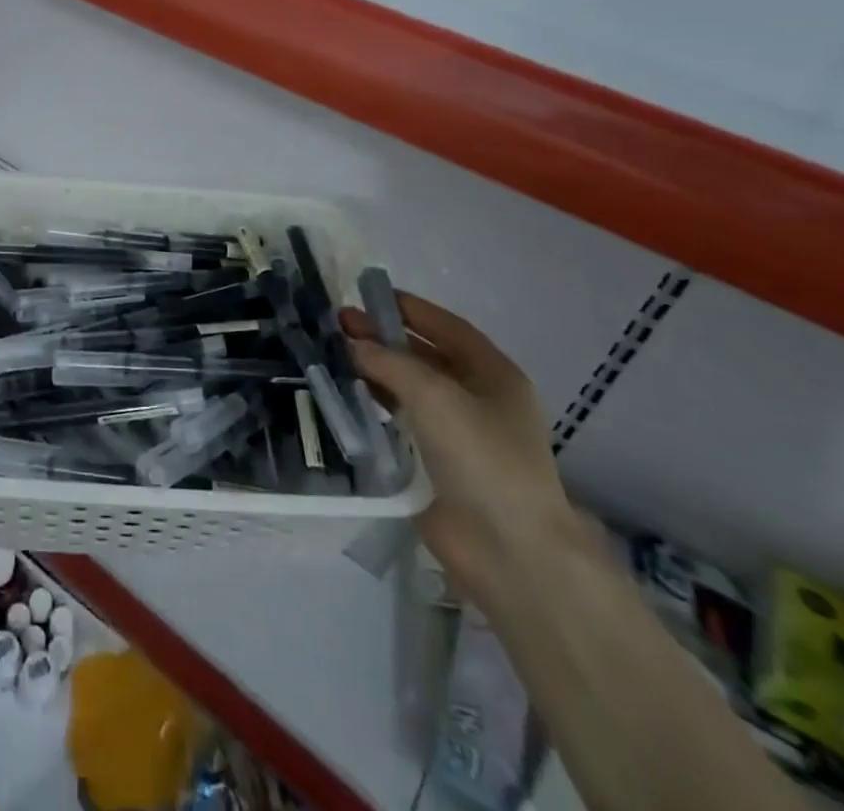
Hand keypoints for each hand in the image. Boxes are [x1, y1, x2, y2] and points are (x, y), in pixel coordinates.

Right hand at [342, 293, 582, 609]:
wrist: (508, 549)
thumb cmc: (482, 456)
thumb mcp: (435, 394)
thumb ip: (390, 361)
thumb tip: (353, 342)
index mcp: (493, 374)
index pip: (447, 327)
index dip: (409, 309)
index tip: (368, 295)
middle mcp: (478, 398)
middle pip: (425, 355)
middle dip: (384, 337)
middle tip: (339, 323)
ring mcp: (458, 433)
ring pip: (410, 388)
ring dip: (376, 369)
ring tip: (335, 353)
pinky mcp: (436, 464)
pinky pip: (402, 422)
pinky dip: (376, 404)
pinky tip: (347, 393)